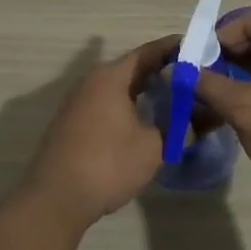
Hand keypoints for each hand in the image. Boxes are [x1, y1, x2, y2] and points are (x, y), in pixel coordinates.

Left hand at [23, 35, 177, 229]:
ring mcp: (78, 104)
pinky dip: (128, 106)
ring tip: (172, 98)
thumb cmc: (108, 165)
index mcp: (111, 77)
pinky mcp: (72, 125)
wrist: (55, 200)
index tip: (196, 49)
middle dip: (160, 71)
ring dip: (143, 91)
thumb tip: (189, 122)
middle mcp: (91, 82)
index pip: (147, 52)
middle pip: (132, 68)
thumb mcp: (153, 146)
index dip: (173, 49)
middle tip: (190, 77)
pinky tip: (143, 121)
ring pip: (118, 88)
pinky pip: (107, 105)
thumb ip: (174, 128)